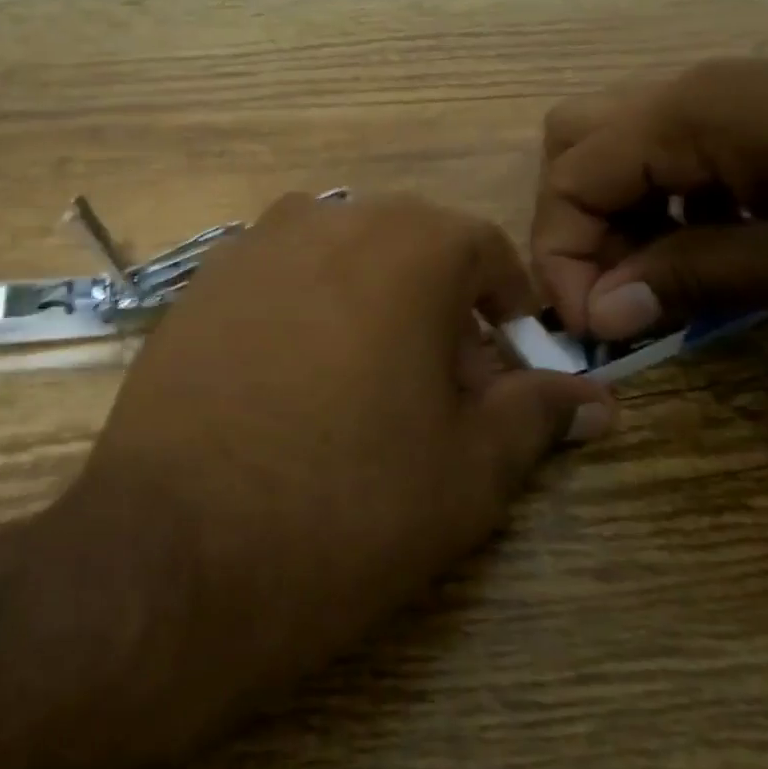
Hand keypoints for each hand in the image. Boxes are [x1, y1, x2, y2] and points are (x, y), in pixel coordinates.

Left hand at [48, 191, 611, 743]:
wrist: (174, 549)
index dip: (508, 309)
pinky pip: (275, 281)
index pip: (484, 251)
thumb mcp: (468, 472)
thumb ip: (535, 415)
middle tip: (442, 390)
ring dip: (369, 304)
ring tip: (365, 388)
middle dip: (438, 307)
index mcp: (406, 244)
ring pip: (337, 258)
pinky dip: (303, 312)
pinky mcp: (195, 287)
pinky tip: (289, 385)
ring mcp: (248, 247)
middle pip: (407, 247)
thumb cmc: (346, 506)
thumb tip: (593, 397)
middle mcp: (325, 219)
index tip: (509, 368)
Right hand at [533, 56, 767, 338]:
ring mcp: (732, 94)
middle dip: (575, 225)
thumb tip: (598, 315)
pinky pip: (675, 151)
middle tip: (615, 291)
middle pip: (574, 147)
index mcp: (690, 112)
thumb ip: (690, 279)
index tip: (597, 332)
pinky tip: (714, 245)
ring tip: (661, 279)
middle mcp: (692, 89)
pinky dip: (664, 203)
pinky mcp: (767, 111)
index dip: (563, 260)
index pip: (568, 181)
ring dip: (617, 217)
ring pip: (619, 147)